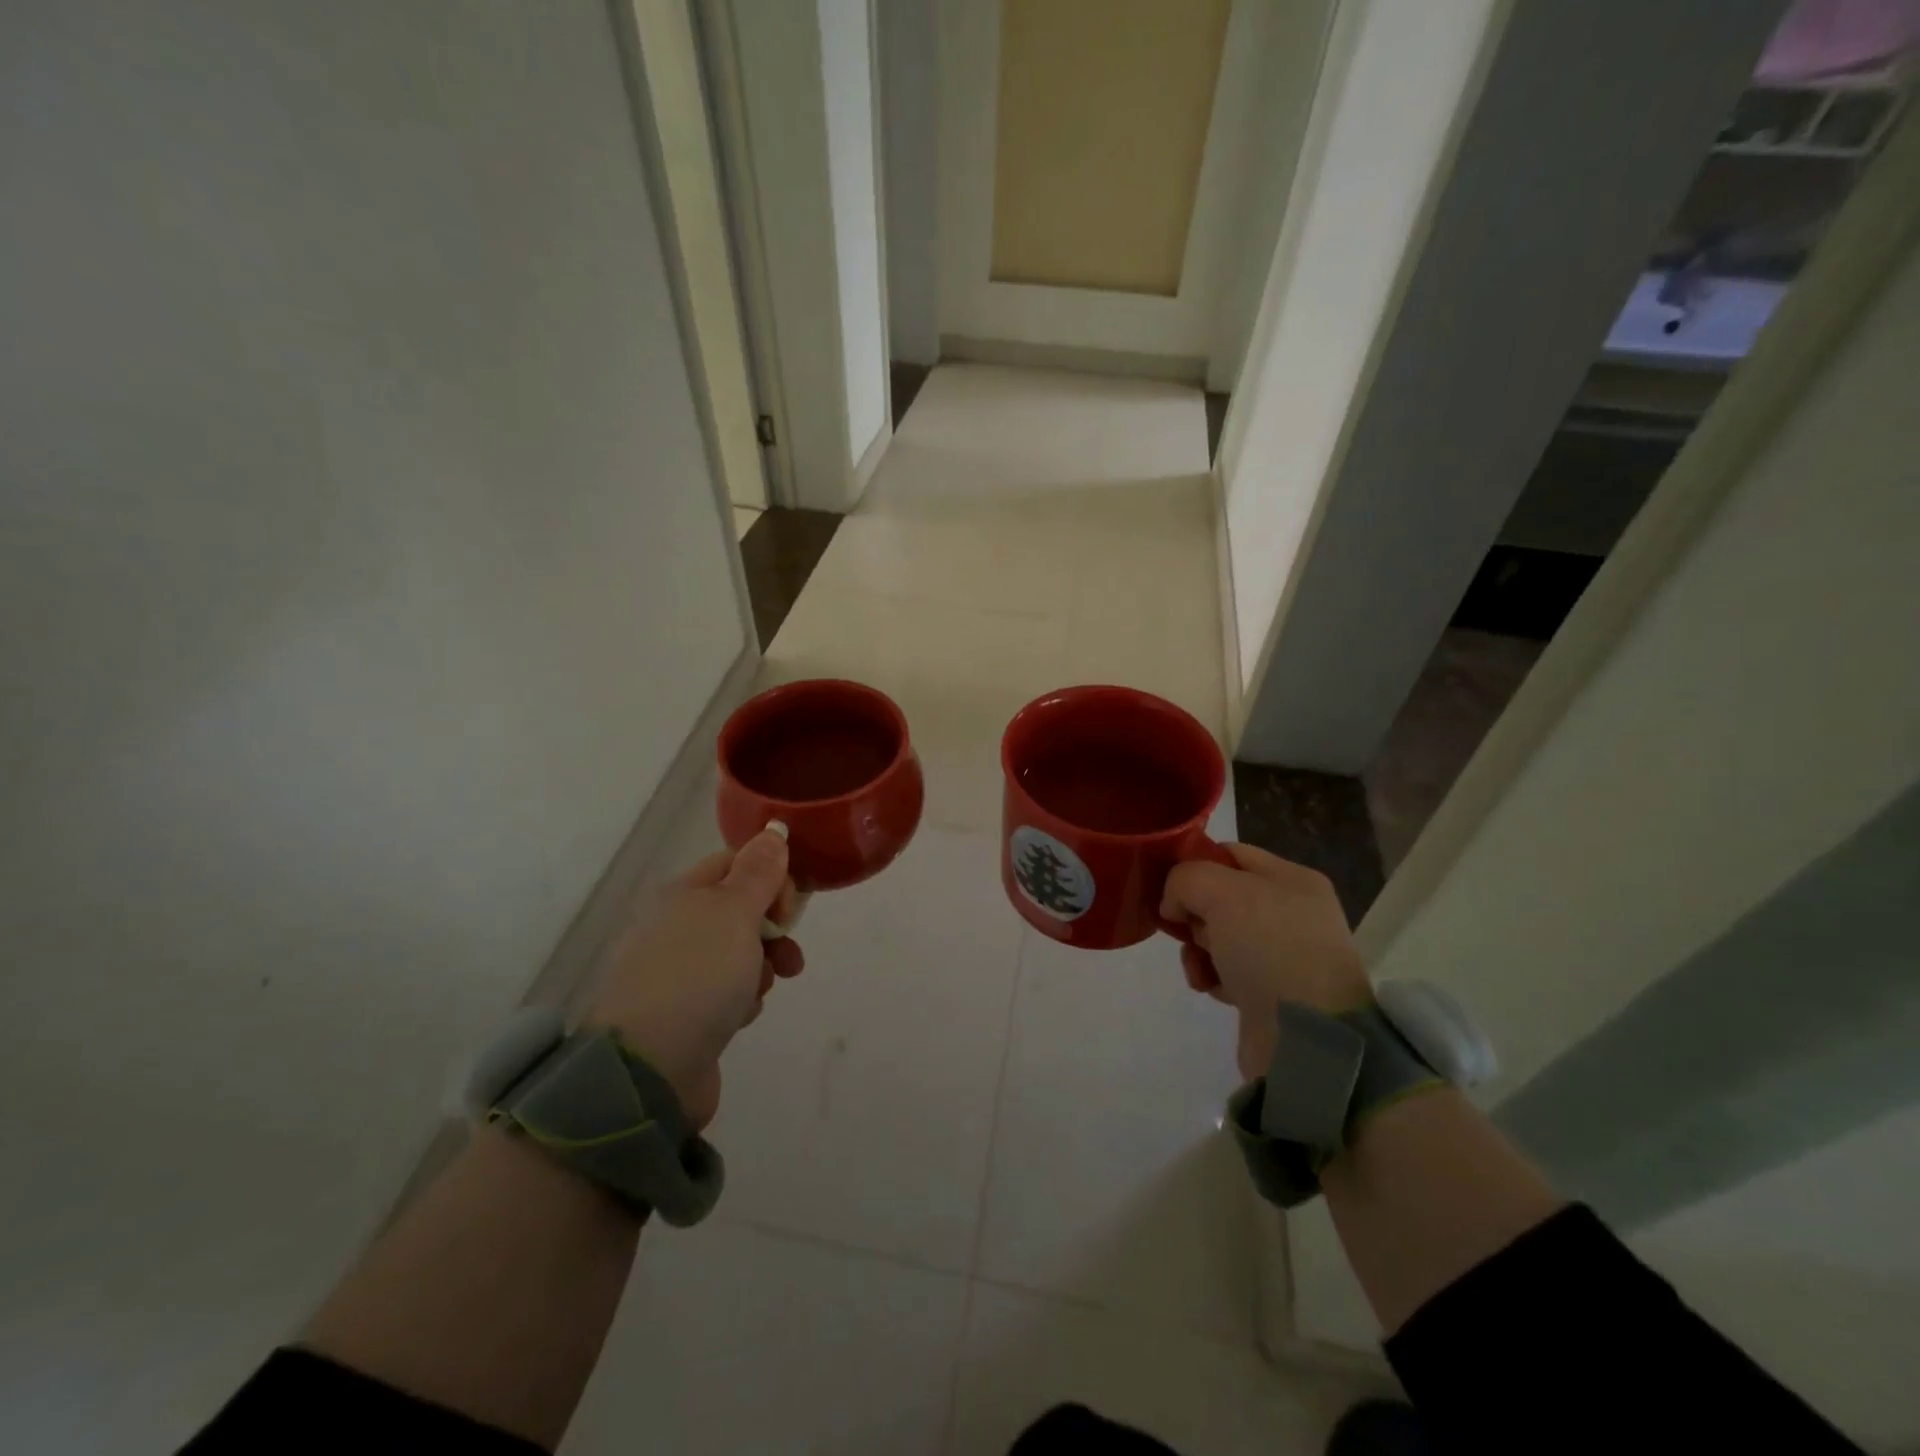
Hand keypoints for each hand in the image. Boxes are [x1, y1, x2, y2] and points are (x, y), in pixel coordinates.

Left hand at [583, 829, 803, 1127]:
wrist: (649, 1069)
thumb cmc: (697, 977)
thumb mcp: (734, 913)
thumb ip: (758, 872)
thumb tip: (773, 830)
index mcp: (682, 894)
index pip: (736, 864)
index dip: (771, 878)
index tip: (790, 908)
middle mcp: (675, 927)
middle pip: (741, 911)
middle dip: (773, 930)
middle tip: (787, 952)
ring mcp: (676, 972)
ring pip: (738, 954)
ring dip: (761, 968)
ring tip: (761, 990)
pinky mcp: (683, 1013)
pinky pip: (726, 992)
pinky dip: (741, 1000)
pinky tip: (739, 1016)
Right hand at [1160, 843, 1369, 1082]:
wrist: (1309, 1037)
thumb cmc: (1270, 949)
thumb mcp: (1222, 893)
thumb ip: (1186, 879)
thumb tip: (1174, 905)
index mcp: (1293, 879)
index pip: (1230, 854)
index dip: (1194, 864)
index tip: (1166, 885)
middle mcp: (1292, 912)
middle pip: (1221, 896)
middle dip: (1194, 911)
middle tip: (1188, 928)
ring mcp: (1284, 955)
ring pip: (1218, 935)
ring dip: (1196, 947)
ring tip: (1198, 964)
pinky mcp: (1271, 993)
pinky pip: (1225, 971)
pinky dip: (1209, 975)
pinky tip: (1207, 986)